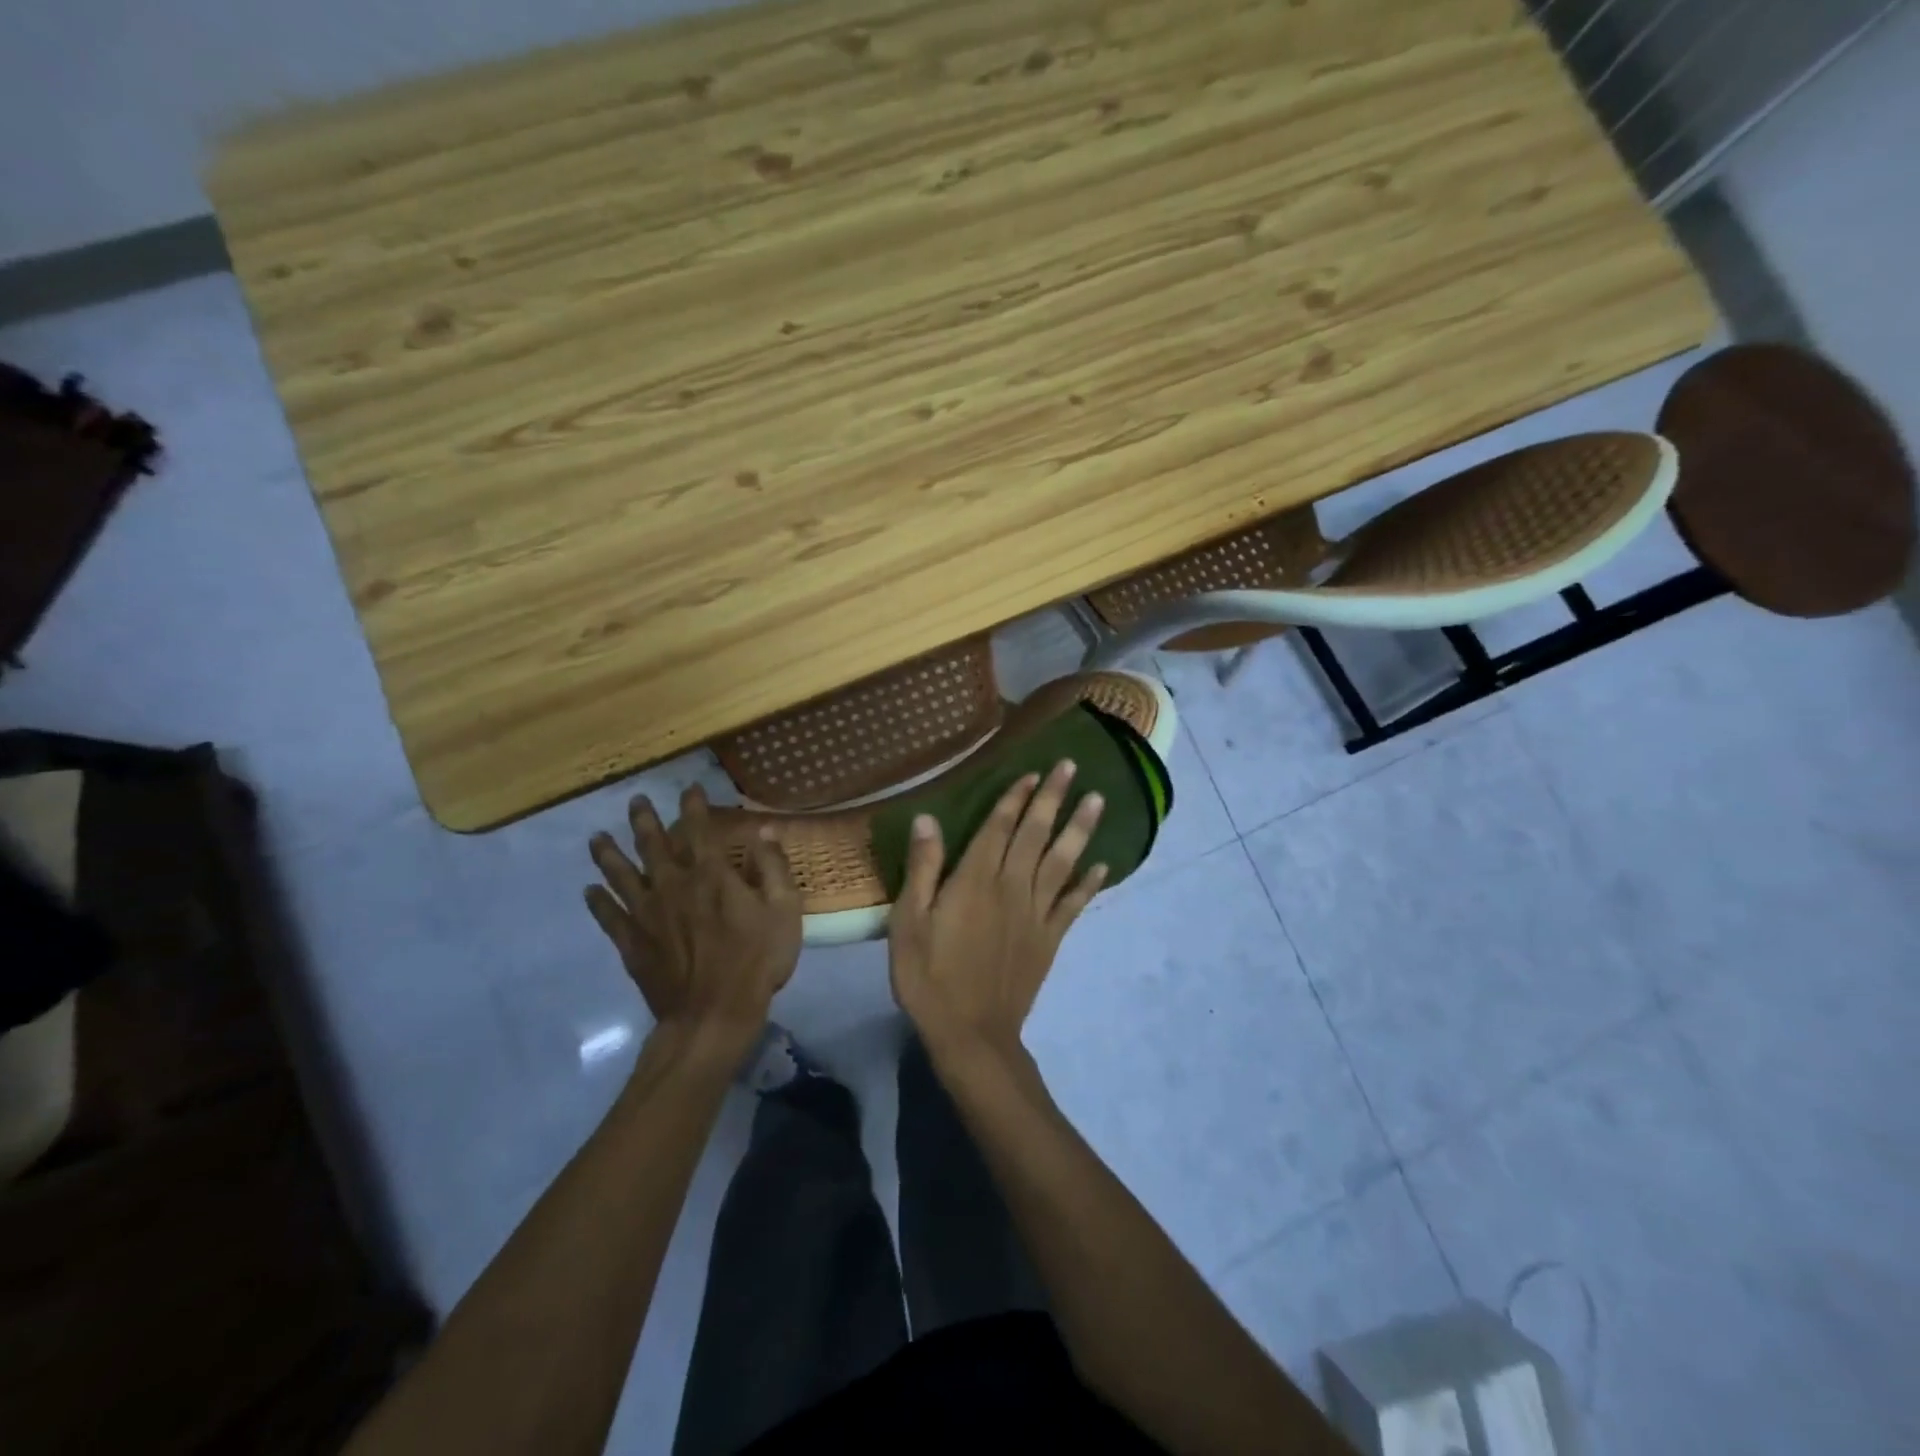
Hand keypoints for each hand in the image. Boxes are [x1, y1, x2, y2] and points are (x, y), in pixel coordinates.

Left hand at [586, 785, 800, 1060]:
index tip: (688, 788)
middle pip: (653, 846)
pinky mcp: (632, 943)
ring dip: (609, 855)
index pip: (699, 830)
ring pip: (622, 876)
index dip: (693, 806)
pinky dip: (598, 903)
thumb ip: (773, 867)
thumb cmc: (756, 960)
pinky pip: (609, 917)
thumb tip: (765, 829)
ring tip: (596, 838)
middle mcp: (673, 885)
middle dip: (644, 820)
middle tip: (635, 801)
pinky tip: (589, 891)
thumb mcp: (784, 910)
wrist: (713, 1014)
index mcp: (711, 875)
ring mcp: (647, 915)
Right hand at [888, 760, 1106, 1059]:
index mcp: (975, 880)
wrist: (971, 1033)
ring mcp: (1035, 913)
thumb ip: (922, 868)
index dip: (1016, 798)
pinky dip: (1089, 884)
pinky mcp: (1050, 939)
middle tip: (1071, 767)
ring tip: (1097, 799)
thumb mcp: (908, 922)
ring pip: (1061, 862)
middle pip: (1035, 834)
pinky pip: (1073, 904)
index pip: (999, 828)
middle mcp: (1011, 887)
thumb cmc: (929, 976)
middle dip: (1052, 798)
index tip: (1033, 772)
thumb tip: (927, 817)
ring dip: (1079, 829)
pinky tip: (1102, 865)